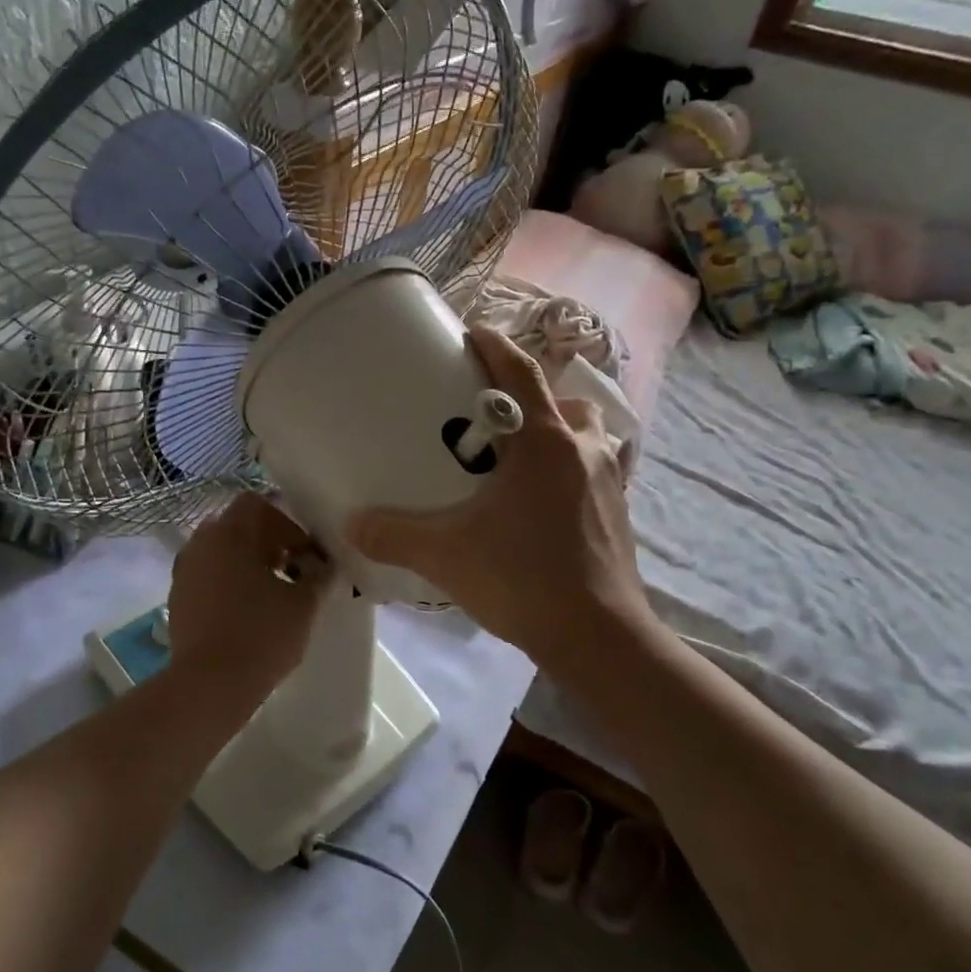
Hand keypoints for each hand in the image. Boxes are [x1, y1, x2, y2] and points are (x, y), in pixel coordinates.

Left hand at [167, 493, 330, 698]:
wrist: (209, 685)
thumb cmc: (261, 635)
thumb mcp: (303, 604)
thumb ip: (318, 576)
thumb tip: (325, 566)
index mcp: (230, 533)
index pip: (257, 504)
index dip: (285, 522)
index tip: (305, 551)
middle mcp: (201, 543)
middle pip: (237, 527)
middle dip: (267, 542)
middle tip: (293, 570)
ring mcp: (185, 571)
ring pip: (221, 552)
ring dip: (247, 563)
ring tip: (272, 592)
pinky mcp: (178, 598)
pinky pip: (208, 576)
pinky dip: (229, 583)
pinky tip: (248, 611)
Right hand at [347, 327, 649, 672]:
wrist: (598, 637)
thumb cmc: (523, 579)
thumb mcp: (446, 555)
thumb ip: (394, 534)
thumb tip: (351, 522)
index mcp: (545, 443)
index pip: (523, 373)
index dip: (497, 347)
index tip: (474, 334)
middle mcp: (584, 451)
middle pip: (566, 402)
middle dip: (535, 398)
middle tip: (497, 416)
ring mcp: (609, 483)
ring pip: (589, 438)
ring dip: (561, 435)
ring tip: (523, 460)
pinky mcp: (619, 515)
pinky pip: (595, 474)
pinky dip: (572, 473)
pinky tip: (543, 506)